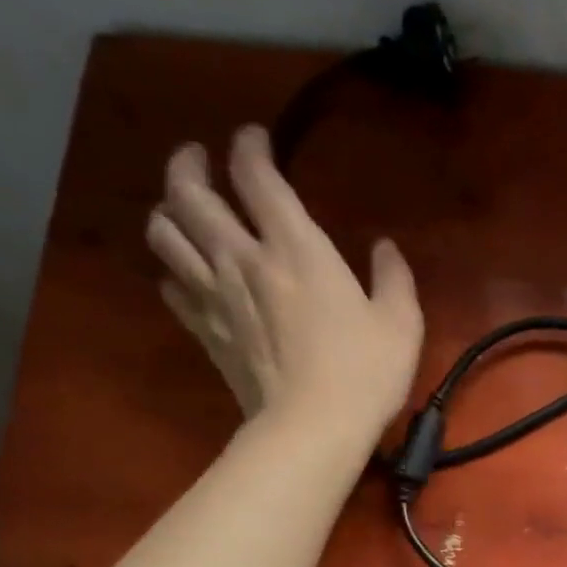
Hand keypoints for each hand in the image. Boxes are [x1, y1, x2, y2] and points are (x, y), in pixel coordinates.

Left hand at [146, 126, 423, 437]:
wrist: (313, 428)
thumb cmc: (365, 373)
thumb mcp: (401, 323)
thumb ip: (393, 277)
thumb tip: (385, 248)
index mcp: (296, 248)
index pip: (256, 175)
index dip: (249, 146)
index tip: (254, 138)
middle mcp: (244, 259)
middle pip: (190, 192)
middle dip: (189, 164)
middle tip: (198, 158)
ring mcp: (216, 295)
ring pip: (165, 232)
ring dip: (169, 211)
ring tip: (183, 210)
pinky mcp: (205, 331)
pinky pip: (171, 286)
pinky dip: (174, 271)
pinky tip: (188, 275)